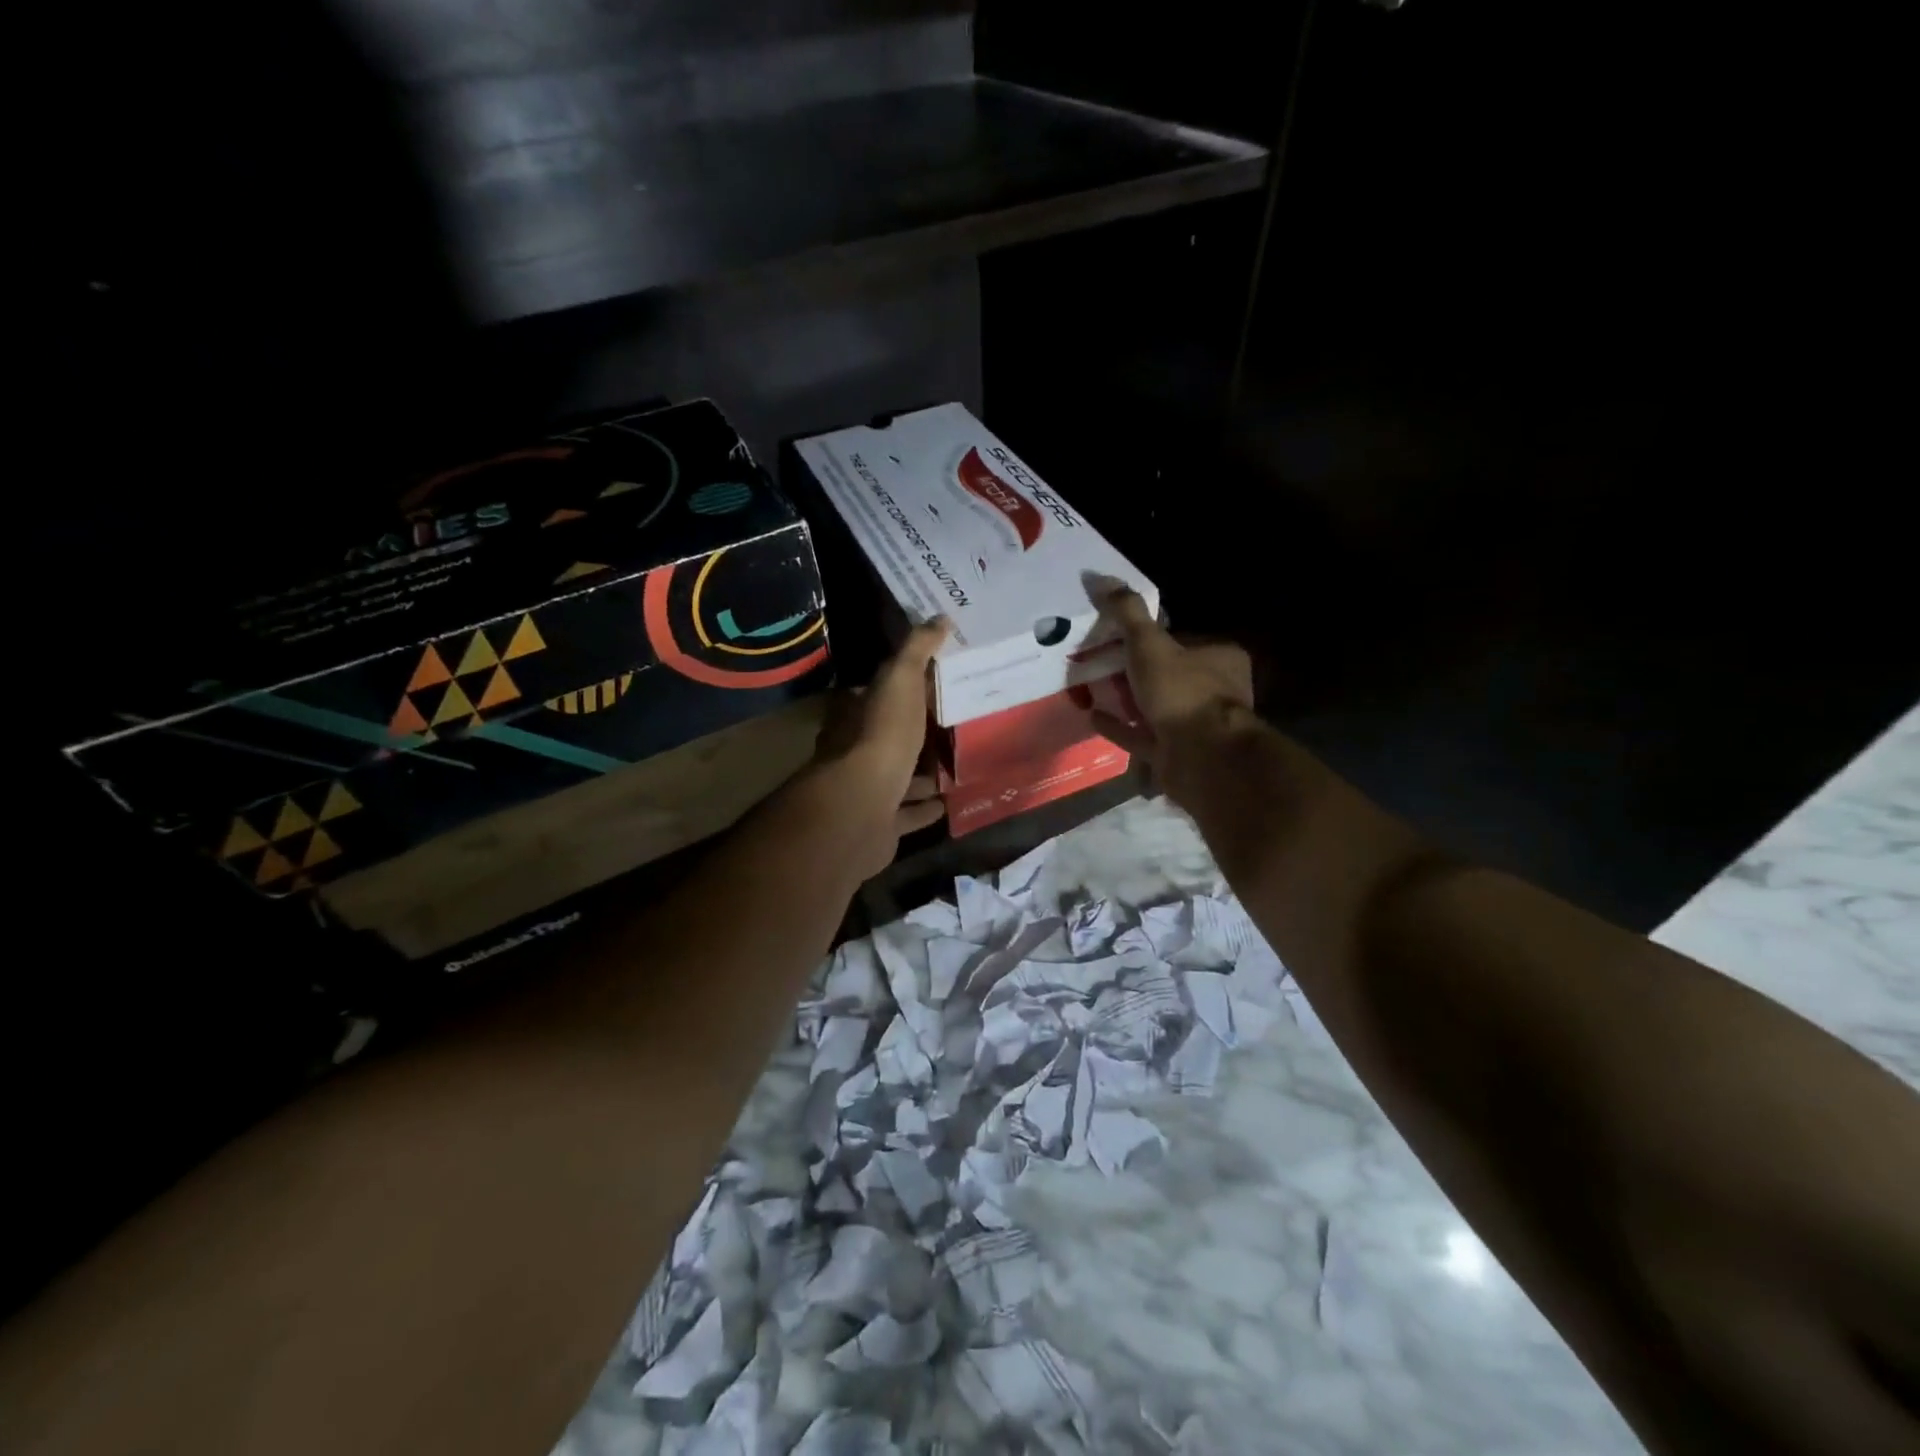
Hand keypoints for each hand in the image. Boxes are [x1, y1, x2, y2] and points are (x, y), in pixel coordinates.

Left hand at [805, 617, 950, 876]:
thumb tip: (940, 619)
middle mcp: (853, 752)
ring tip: (958, 764)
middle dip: (914, 734)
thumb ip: (917, 650)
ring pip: (899, 777)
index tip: (931, 683)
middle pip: (888, 738)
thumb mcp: (900, 680)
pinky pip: (908, 813)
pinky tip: (950, 802)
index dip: (900, 688)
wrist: (862, 808)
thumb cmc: (881, 736)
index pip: (874, 694)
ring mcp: (866, 791)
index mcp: (853, 715)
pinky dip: (926, 808)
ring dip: (922, 773)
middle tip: (952, 725)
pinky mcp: (881, 824)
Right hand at [1087, 586, 1255, 801]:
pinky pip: (1141, 736)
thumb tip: (1098, 576)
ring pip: (1155, 707)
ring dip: (1126, 699)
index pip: (1180, 639)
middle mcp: (1213, 691)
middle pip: (1166, 673)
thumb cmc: (1182, 692)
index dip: (1148, 637)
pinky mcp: (1176, 753)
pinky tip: (1092, 716)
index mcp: (1219, 658)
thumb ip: (1126, 612)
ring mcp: (1195, 725)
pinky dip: (1119, 727)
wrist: (1202, 758)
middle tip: (1097, 659)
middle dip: (1134, 669)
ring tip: (1090, 686)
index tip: (1115, 634)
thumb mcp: (1149, 644)